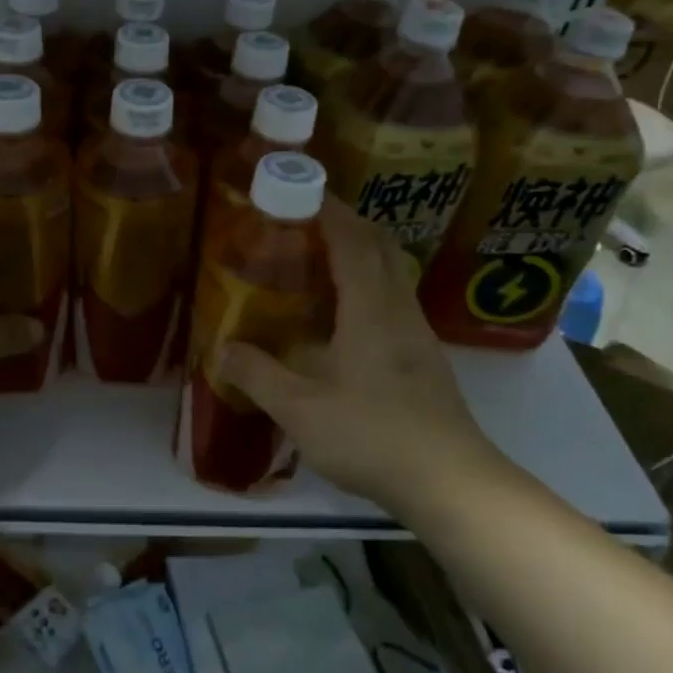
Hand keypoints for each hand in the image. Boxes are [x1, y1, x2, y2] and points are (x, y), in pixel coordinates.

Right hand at [218, 197, 501, 515]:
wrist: (450, 482)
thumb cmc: (372, 436)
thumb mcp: (300, 410)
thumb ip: (258, 376)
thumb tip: (222, 351)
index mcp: (370, 308)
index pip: (352, 240)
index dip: (328, 210)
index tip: (301, 190)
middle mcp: (398, 309)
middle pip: (381, 246)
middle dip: (347, 223)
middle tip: (307, 222)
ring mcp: (417, 333)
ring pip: (392, 273)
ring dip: (361, 254)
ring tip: (319, 263)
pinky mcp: (424, 358)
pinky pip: (394, 300)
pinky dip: (369, 286)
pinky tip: (344, 317)